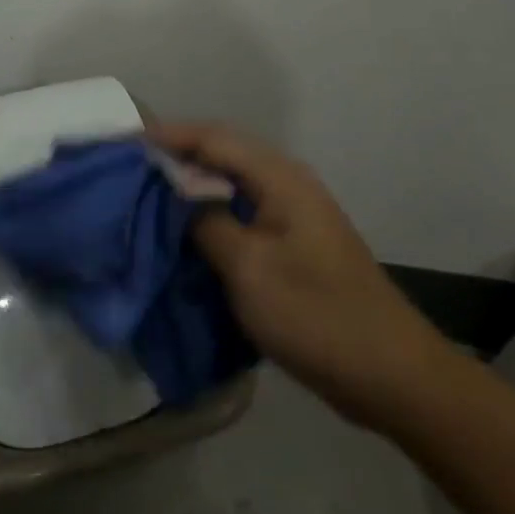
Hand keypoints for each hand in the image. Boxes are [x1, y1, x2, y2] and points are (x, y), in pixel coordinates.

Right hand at [149, 122, 455, 428]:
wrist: (392, 377)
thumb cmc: (316, 316)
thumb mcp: (249, 268)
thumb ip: (206, 221)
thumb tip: (175, 192)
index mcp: (280, 179)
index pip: (213, 138)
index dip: (166, 135)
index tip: (122, 143)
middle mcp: (287, 185)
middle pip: (221, 153)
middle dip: (174, 155)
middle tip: (128, 167)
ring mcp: (292, 215)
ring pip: (229, 183)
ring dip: (189, 184)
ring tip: (145, 194)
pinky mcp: (292, 244)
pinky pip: (239, 212)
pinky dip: (207, 212)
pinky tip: (182, 230)